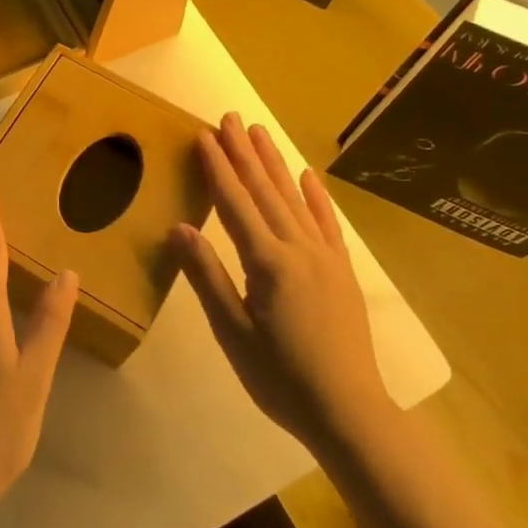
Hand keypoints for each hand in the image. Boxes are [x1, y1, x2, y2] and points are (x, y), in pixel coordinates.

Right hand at [171, 115, 392, 449]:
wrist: (349, 410)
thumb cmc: (280, 377)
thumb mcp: (232, 332)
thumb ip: (207, 276)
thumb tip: (179, 227)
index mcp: (267, 262)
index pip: (235, 203)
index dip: (217, 168)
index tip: (204, 134)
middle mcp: (298, 248)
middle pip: (265, 191)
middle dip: (244, 152)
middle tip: (230, 117)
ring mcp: (325, 257)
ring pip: (294, 199)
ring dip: (275, 163)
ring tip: (259, 132)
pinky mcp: (342, 271)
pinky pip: (327, 224)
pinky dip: (316, 197)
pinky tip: (307, 177)